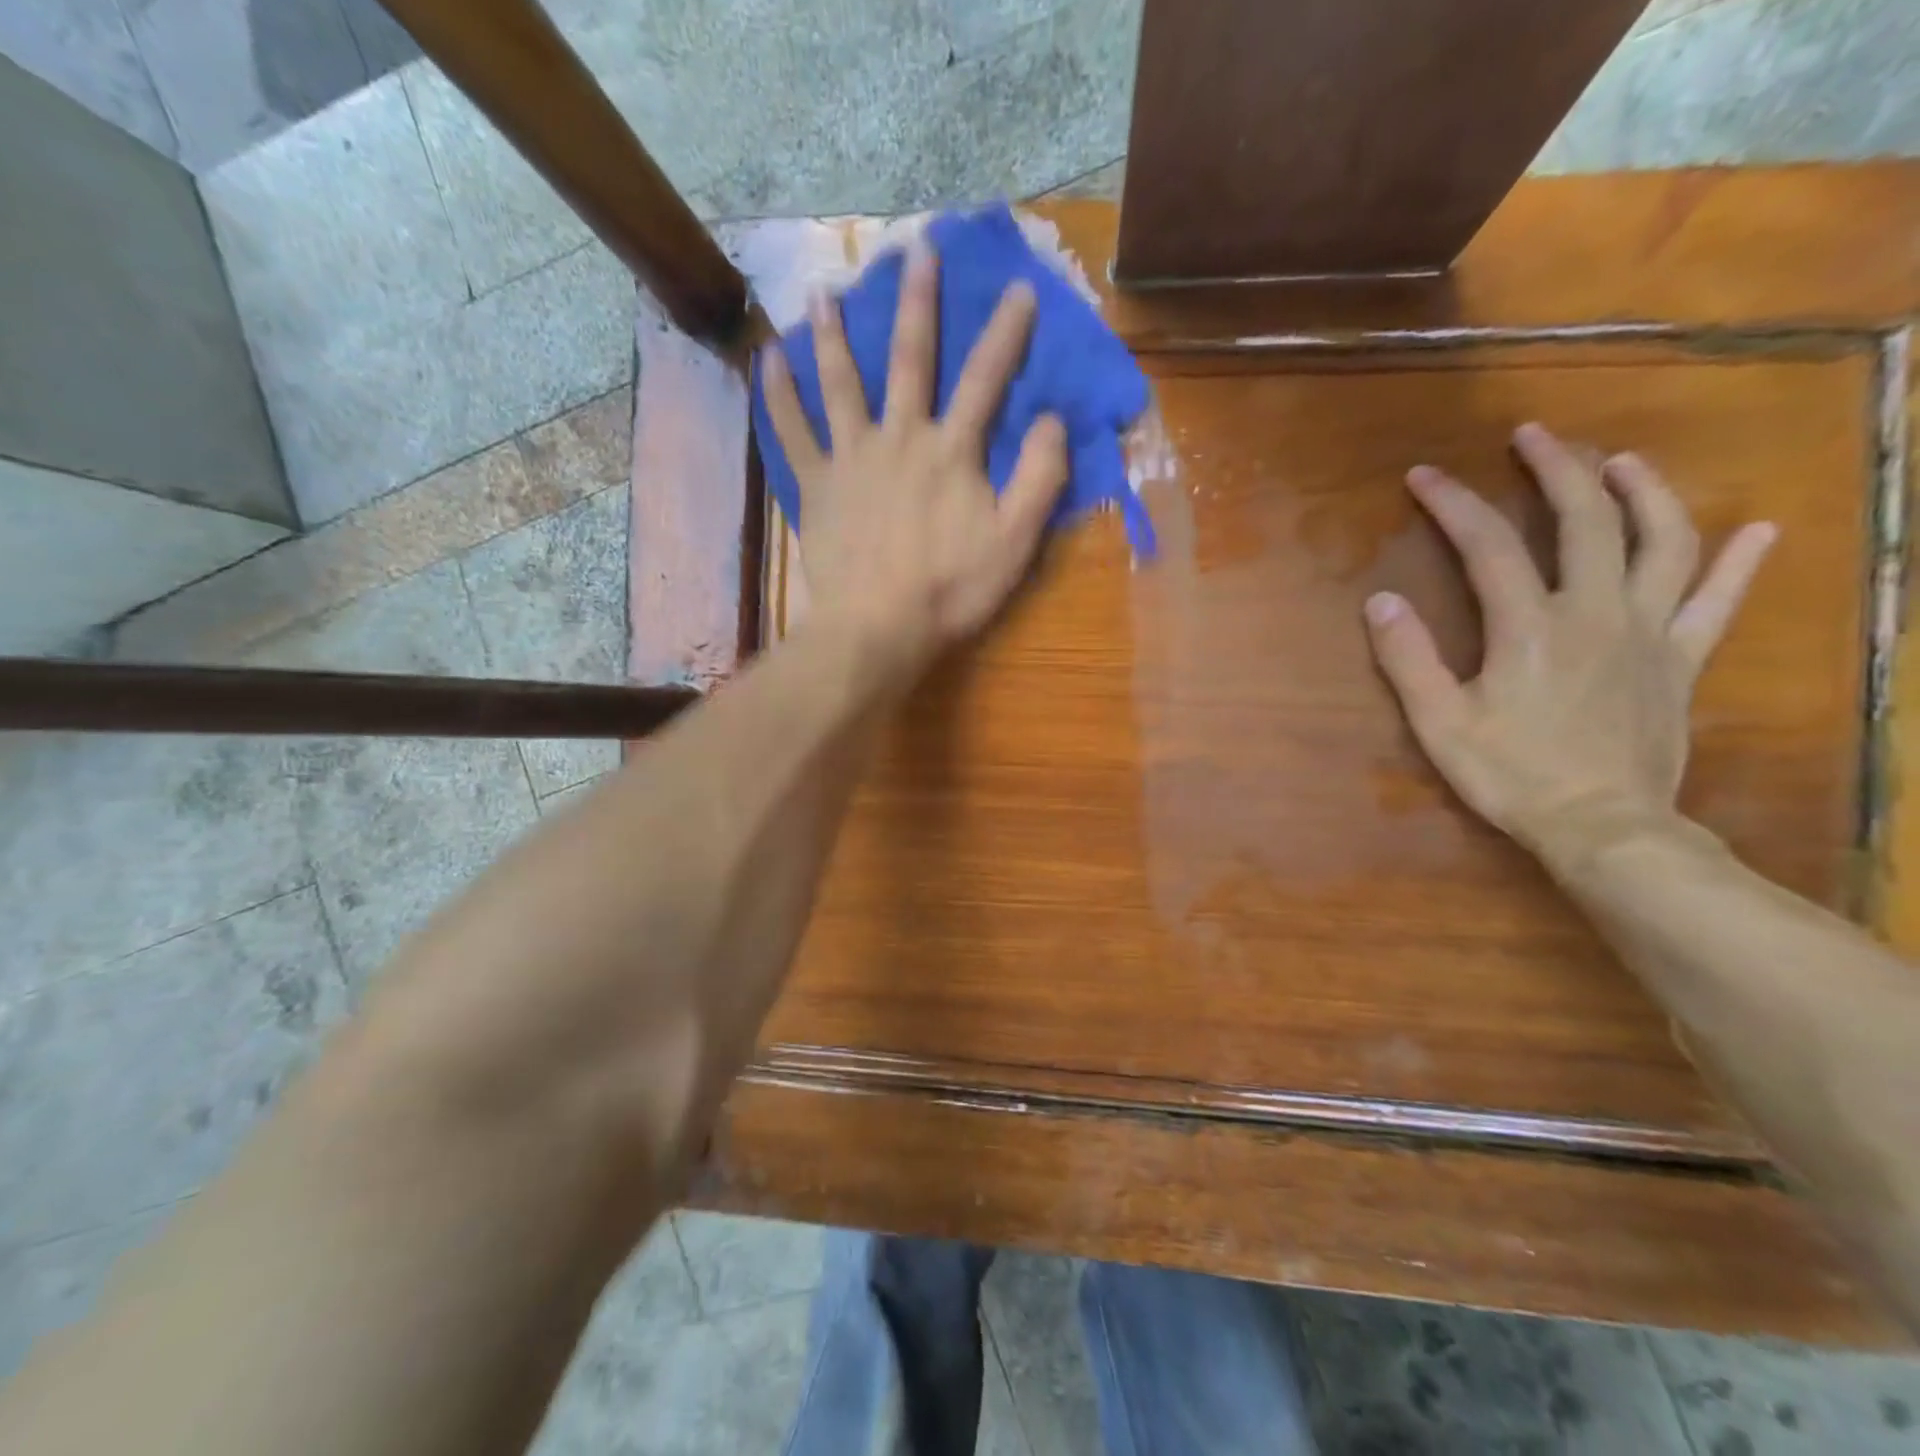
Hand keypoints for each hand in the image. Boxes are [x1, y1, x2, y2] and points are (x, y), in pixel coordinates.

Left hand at [761, 240, 1069, 681]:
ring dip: (834, 334)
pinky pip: (792, 433)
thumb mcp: (1015, 541)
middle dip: (917, 303)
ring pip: (841, 383)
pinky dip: (779, 397)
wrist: (877, 628)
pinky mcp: (816, 486)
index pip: (985, 379)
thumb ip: (1039, 477)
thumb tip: (1051, 418)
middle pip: (909, 359)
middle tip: (915, 250)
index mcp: (951, 451)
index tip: (1019, 288)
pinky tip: (766, 361)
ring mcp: (851, 458)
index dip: (1006, 333)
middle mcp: (899, 437)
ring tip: (824, 290)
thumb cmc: (950, 589)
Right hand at [1363, 423, 1777, 865]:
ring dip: (1643, 493)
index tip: (1425, 475)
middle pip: (1584, 520)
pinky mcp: (1681, 660)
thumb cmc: (1511, 775)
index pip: (1487, 545)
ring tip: (1622, 461)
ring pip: (1661, 542)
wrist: (1602, 826)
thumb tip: (1381, 601)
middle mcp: (1595, 612)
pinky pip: (1718, 601)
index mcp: (1529, 627)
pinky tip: (1756, 529)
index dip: (1454, 503)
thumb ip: (1409, 660)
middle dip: (1556, 469)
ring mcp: (1648, 632)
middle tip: (1534, 435)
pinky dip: (1739, 563)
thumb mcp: (1439, 723)